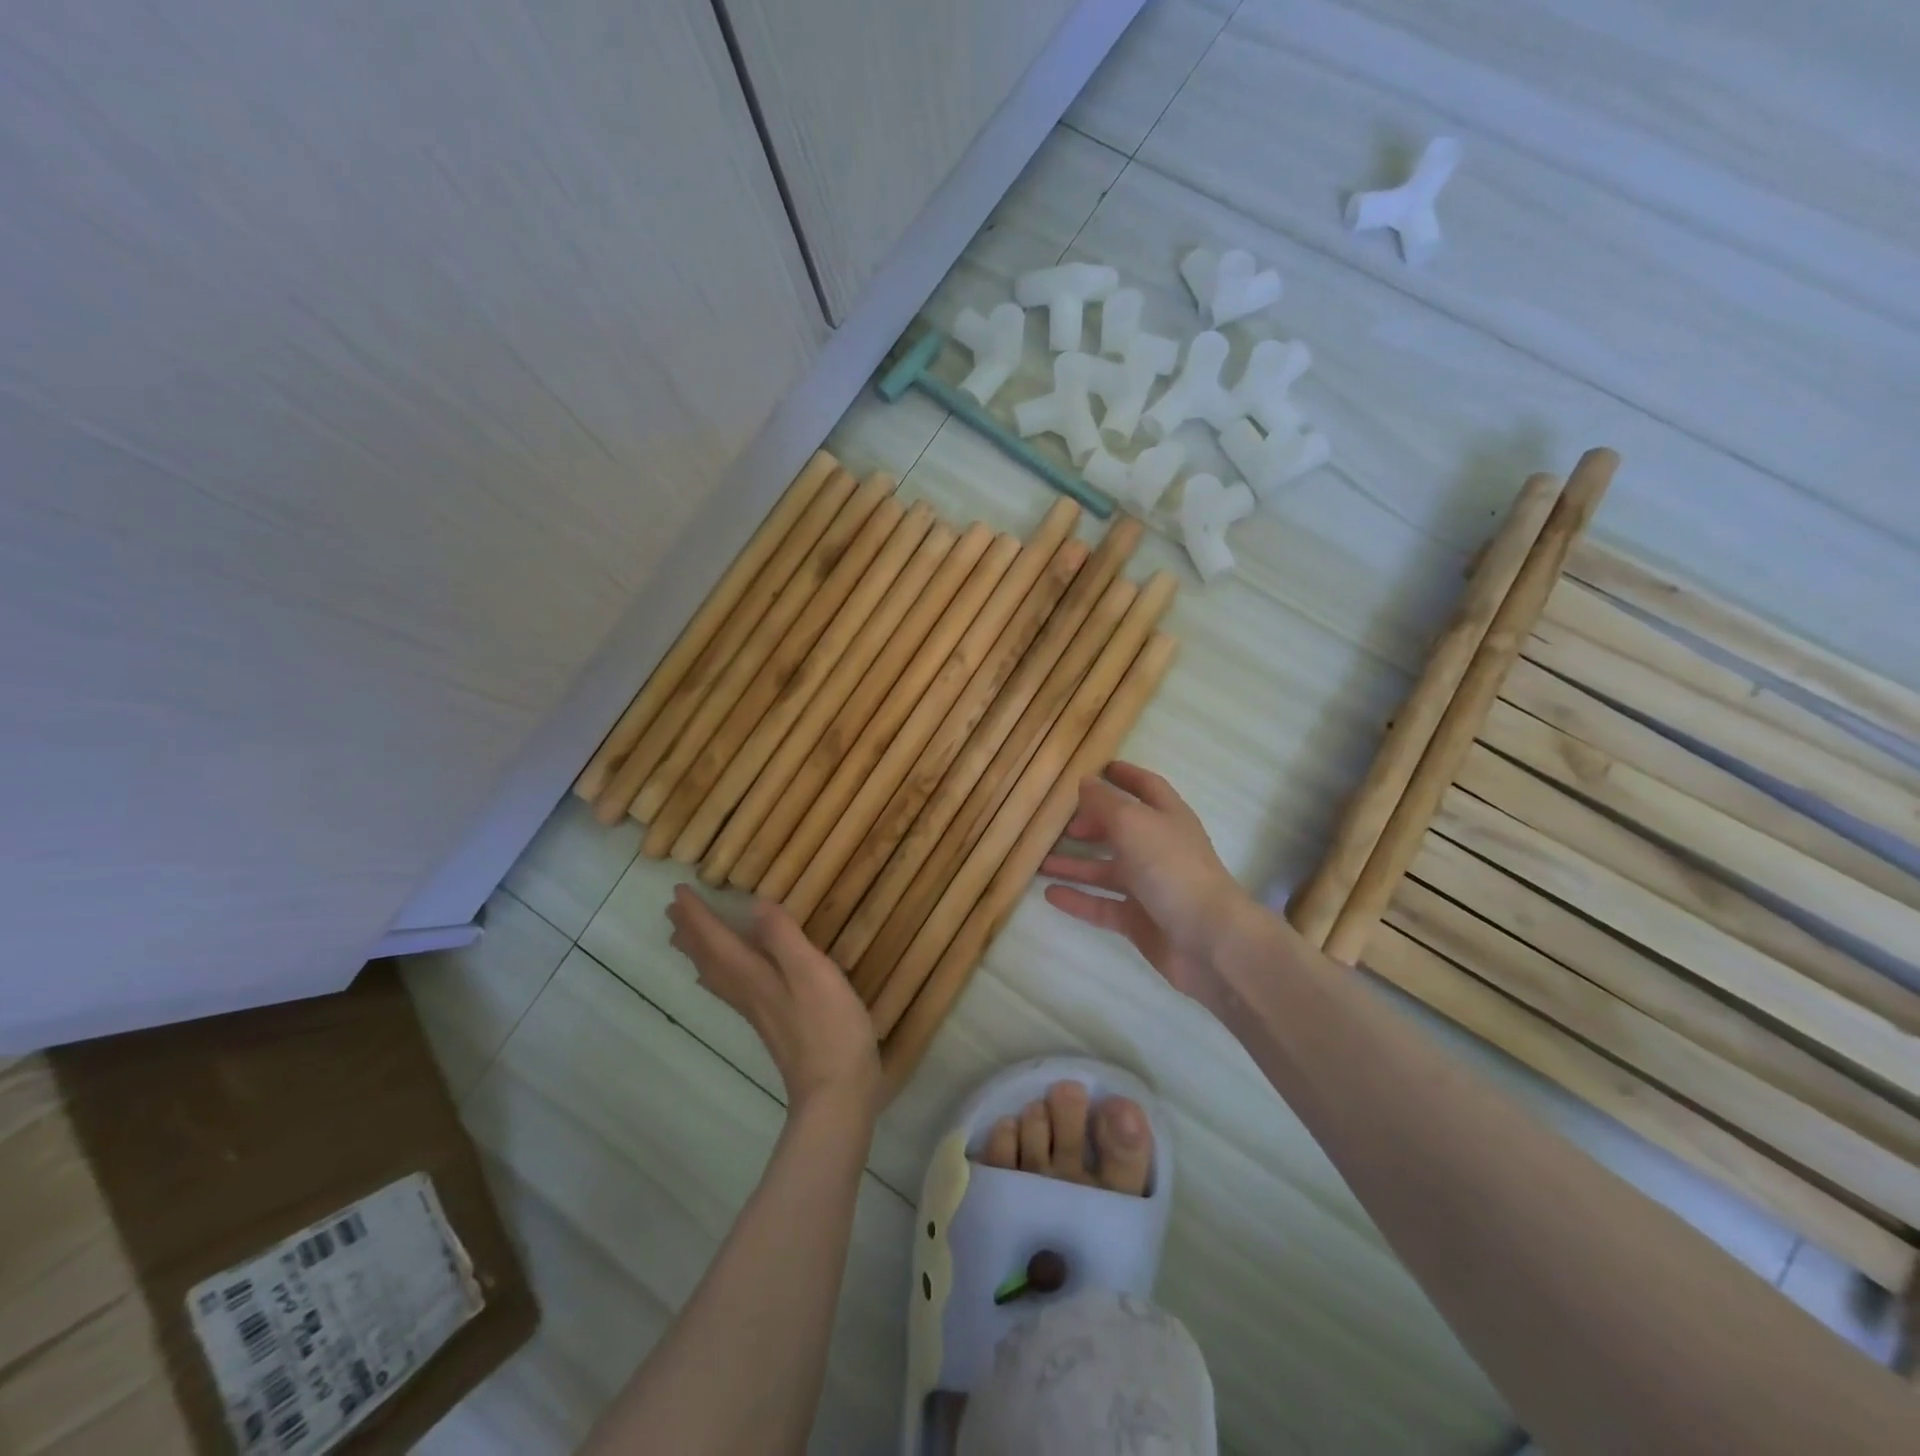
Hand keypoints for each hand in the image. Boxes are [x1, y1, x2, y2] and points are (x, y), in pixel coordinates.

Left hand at [667, 885, 881, 1117]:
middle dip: (691, 933)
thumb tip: (755, 905)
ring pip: (717, 977)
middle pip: (709, 960)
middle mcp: (748, 993)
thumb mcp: (812, 973)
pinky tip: (729, 979)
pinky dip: (720, 975)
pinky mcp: (773, 1025)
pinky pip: (732, 990)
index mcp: (753, 976)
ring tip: (686, 938)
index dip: (697, 916)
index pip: (715, 941)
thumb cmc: (829, 1028)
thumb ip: (784, 938)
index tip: (677, 892)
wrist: (836, 1093)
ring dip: (700, 953)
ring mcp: (759, 1013)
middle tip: (672, 910)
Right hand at [1039, 762, 1254, 1009]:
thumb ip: (1105, 802)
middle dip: (1090, 825)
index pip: (1146, 787)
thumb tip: (1085, 781)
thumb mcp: (1132, 823)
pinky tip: (1049, 894)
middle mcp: (1159, 848)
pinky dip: (1078, 899)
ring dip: (1074, 864)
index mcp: (1167, 817)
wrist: (1207, 939)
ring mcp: (1150, 886)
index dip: (1124, 776)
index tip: (1097, 768)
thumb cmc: (1171, 868)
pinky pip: (1102, 905)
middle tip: (1056, 824)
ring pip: (1106, 870)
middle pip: (1121, 830)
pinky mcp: (1140, 920)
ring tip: (1039, 861)